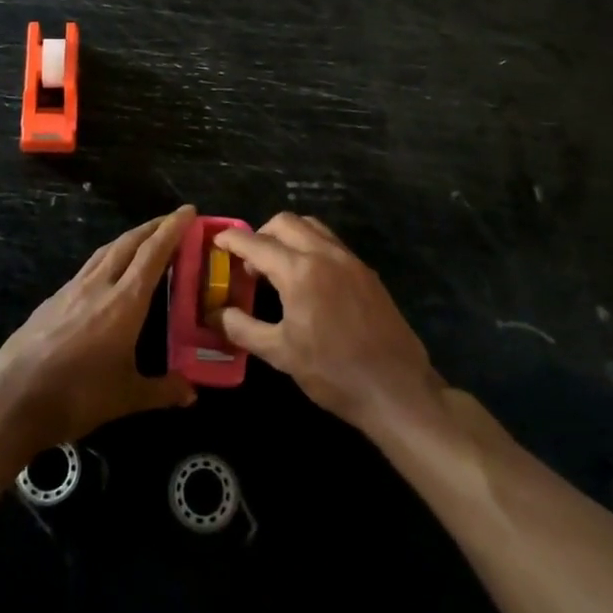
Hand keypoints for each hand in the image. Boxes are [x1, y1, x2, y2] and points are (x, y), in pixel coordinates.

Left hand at [0, 206, 197, 452]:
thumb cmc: (77, 396)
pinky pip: (87, 266)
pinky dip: (106, 257)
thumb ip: (162, 390)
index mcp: (124, 302)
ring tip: (144, 238)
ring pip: (105, 251)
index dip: (172, 229)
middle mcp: (99, 285)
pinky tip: (107, 271)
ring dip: (129, 239)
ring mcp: (72, 289)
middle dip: (153, 227)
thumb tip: (192, 393)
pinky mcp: (52, 299)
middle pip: (129, 243)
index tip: (188, 210)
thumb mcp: (127, 397)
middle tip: (174, 220)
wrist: (13, 398)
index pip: (153, 253)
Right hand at [216, 214, 441, 435]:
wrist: (396, 389)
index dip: (233, 239)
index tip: (217, 241)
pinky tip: (308, 281)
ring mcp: (350, 260)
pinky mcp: (367, 273)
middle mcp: (325, 254)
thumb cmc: (333, 372)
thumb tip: (216, 314)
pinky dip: (311, 247)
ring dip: (288, 236)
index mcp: (300, 271)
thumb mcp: (280, 354)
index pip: (257, 243)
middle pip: (285, 223)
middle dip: (261, 234)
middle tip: (249, 262)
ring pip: (312, 227)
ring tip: (277, 267)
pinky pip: (331, 244)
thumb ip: (243, 328)